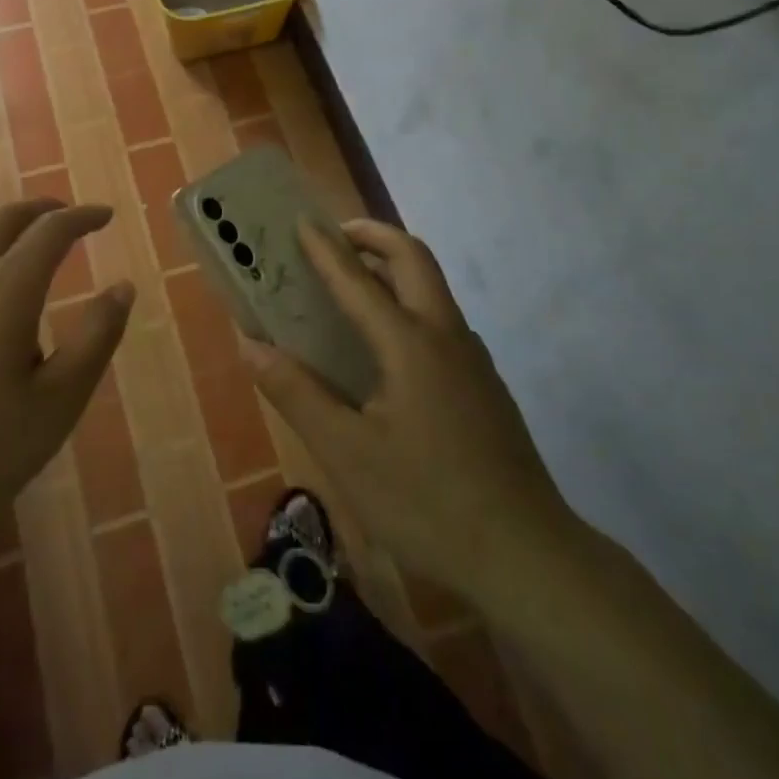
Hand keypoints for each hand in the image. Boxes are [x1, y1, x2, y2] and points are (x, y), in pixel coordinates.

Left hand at [0, 199, 134, 564]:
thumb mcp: (60, 400)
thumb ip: (96, 336)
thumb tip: (122, 287)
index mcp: (6, 289)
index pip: (51, 230)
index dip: (82, 216)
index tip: (105, 215)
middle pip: (3, 221)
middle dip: (41, 210)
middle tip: (68, 218)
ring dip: (6, 240)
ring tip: (30, 265)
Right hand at [245, 218, 571, 601]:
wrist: (528, 557)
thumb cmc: (428, 503)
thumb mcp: (347, 454)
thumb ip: (297, 394)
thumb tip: (251, 346)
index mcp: (410, 344)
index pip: (358, 280)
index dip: (326, 249)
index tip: (301, 221)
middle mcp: (446, 336)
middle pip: (414, 259)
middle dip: (375, 236)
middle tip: (336, 237)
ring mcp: (473, 359)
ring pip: (433, 288)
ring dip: (393, 268)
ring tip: (354, 283)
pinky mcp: (484, 385)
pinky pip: (440, 320)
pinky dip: (408, 303)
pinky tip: (387, 348)